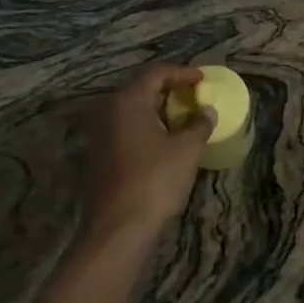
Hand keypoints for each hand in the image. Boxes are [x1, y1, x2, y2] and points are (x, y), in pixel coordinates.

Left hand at [83, 64, 215, 244]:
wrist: (116, 229)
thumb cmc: (154, 180)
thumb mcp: (186, 149)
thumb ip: (199, 123)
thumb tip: (206, 111)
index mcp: (127, 101)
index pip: (157, 73)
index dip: (183, 73)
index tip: (203, 80)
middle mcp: (107, 110)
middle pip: (141, 88)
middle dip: (169, 89)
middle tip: (194, 95)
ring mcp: (98, 133)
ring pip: (131, 109)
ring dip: (157, 109)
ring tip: (183, 117)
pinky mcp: (96, 155)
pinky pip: (124, 128)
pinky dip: (145, 126)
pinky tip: (163, 139)